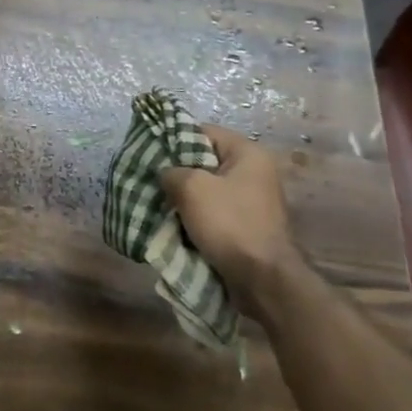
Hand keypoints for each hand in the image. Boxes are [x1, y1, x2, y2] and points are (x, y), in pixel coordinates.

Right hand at [159, 127, 300, 311]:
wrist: (262, 278)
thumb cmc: (229, 223)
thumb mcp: (191, 188)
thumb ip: (171, 171)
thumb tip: (166, 174)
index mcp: (248, 154)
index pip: (203, 132)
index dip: (173, 138)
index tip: (149, 152)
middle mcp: (254, 173)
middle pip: (204, 162)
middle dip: (176, 172)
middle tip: (149, 180)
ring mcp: (252, 202)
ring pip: (206, 190)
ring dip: (183, 198)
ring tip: (156, 203)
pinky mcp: (246, 226)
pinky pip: (213, 213)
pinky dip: (194, 217)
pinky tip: (173, 224)